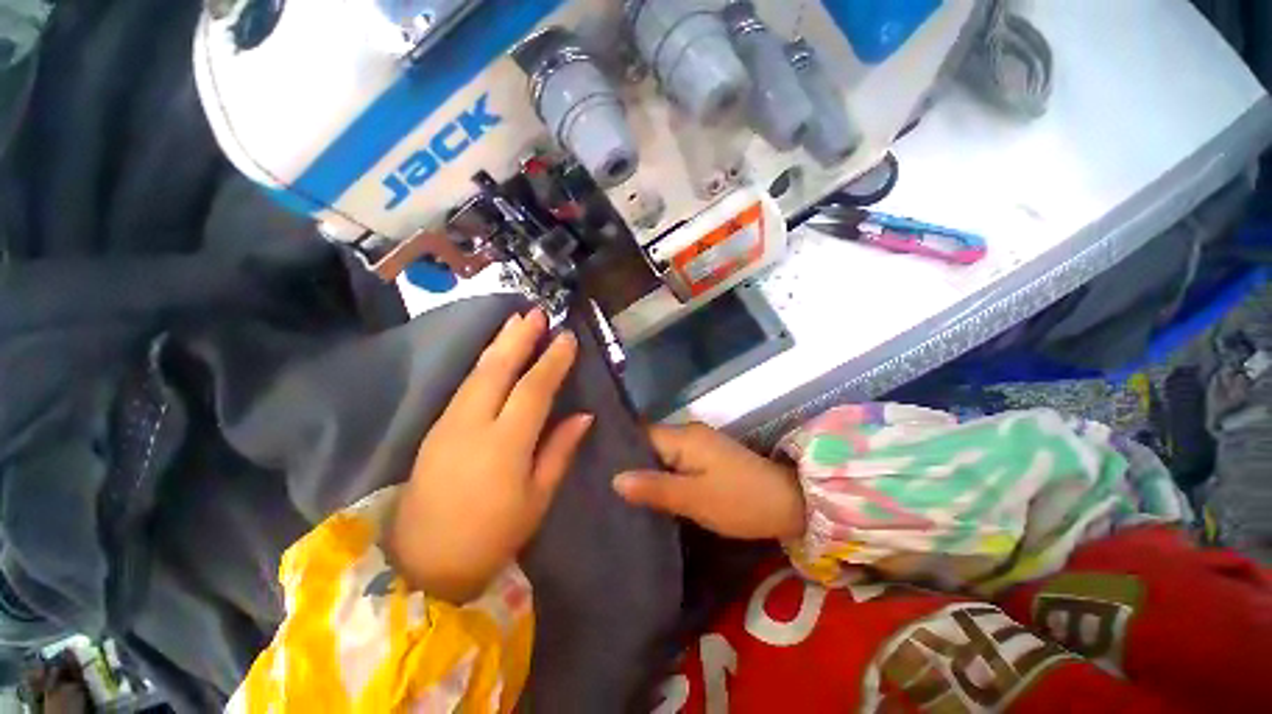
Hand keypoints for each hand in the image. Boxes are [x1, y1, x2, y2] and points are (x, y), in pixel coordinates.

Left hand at [388, 309, 592, 602]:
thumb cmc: (492, 535)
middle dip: (519, 338)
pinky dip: (483, 363)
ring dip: (498, 343)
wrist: (423, 563)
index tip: (568, 338)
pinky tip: (494, 354)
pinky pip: (465, 385)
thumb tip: (583, 415)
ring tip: (516, 321)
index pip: (533, 389)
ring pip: (477, 372)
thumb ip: (559, 450)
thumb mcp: (537, 498)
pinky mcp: (436, 428)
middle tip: (537, 313)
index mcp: (505, 444)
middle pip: (498, 369)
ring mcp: (448, 423)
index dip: (553, 361)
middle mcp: (473, 424)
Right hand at [613, 423, 805, 540]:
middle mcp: (688, 434)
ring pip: (661, 454)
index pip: (640, 435)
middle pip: (649, 443)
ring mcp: (699, 445)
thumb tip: (615, 479)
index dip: (618, 449)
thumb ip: (654, 488)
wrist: (789, 504)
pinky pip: (675, 462)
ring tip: (616, 491)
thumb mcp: (694, 499)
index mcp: (684, 437)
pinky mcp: (706, 459)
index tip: (595, 467)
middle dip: (628, 462)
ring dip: (645, 471)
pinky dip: (661, 475)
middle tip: (601, 485)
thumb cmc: (740, 501)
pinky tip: (648, 492)